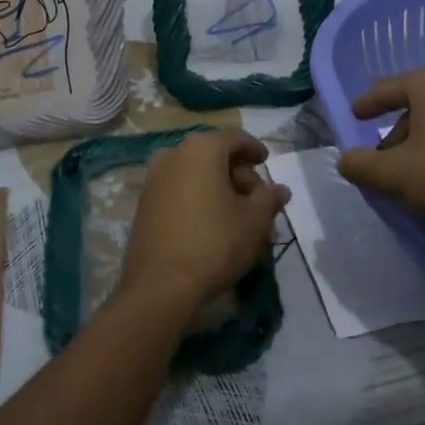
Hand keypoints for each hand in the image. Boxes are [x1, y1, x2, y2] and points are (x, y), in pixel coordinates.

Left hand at [119, 130, 290, 319]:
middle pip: (214, 156)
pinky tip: (213, 226)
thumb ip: (269, 198)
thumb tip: (280, 189)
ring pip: (196, 176)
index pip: (235, 138)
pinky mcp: (144, 205)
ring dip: (220, 191)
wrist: (160, 286)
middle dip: (239, 177)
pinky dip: (199, 200)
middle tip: (258, 203)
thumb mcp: (254, 221)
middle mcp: (173, 155)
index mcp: (201, 149)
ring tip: (239, 219)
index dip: (254, 148)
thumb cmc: (215, 243)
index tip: (266, 162)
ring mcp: (154, 180)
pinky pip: (179, 192)